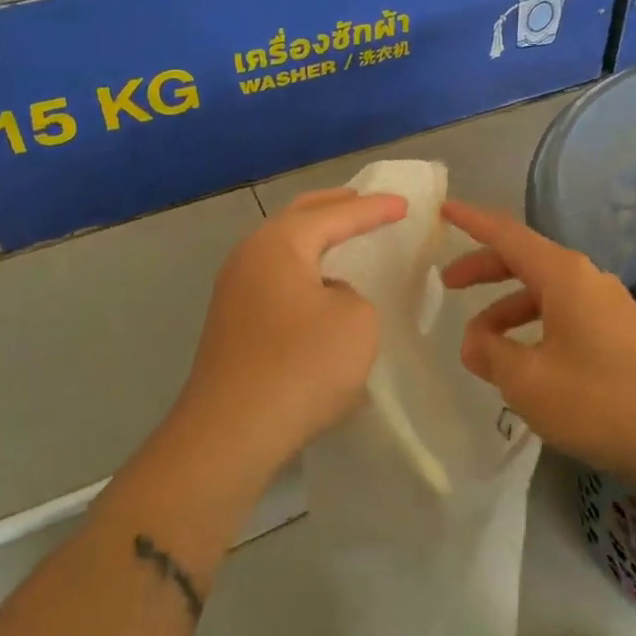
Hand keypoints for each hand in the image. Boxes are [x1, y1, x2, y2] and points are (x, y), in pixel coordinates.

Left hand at [176, 188, 406, 472]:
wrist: (232, 432)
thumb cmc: (301, 366)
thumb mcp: (355, 321)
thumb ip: (352, 293)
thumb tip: (328, 296)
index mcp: (278, 244)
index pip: (334, 214)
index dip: (373, 208)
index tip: (404, 204)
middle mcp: (249, 256)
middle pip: (298, 218)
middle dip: (335, 208)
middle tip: (367, 202)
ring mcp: (234, 290)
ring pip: (283, 248)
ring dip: (315, 239)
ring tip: (345, 237)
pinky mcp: (232, 322)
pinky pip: (276, 277)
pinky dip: (303, 269)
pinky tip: (320, 285)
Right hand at [440, 200, 635, 479]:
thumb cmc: (599, 400)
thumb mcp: (527, 380)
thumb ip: (490, 353)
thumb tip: (474, 341)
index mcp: (563, 275)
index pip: (507, 234)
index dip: (472, 221)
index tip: (444, 210)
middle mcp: (586, 279)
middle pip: (525, 260)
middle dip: (484, 269)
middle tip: (448, 283)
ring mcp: (608, 305)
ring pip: (545, 292)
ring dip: (508, 309)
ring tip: (482, 344)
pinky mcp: (620, 333)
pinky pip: (565, 315)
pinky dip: (535, 326)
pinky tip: (525, 361)